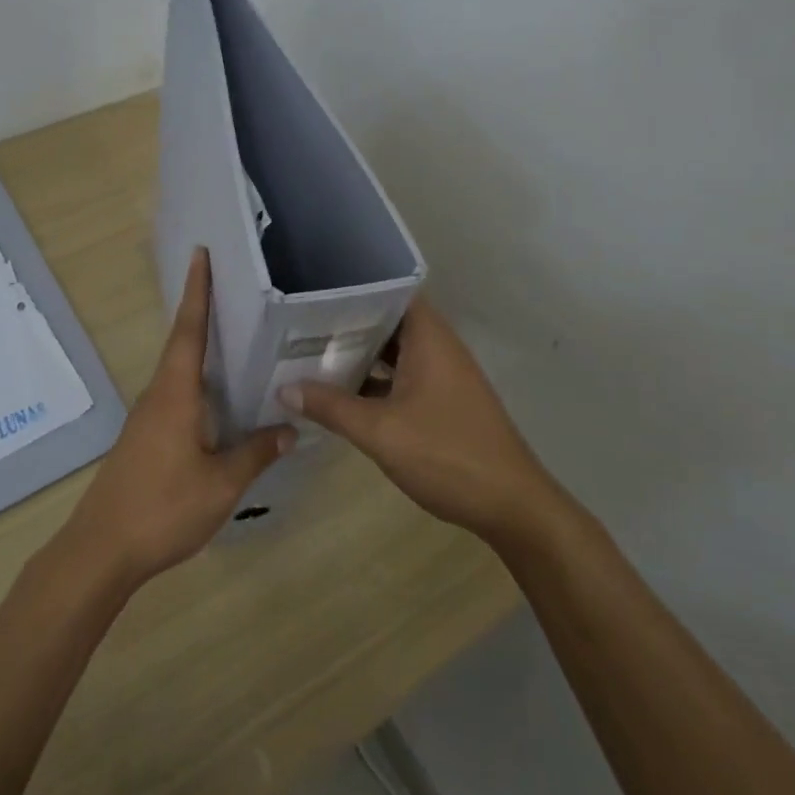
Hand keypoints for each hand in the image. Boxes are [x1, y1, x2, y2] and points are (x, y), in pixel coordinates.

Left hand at [59, 248, 291, 591]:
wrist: (101, 549)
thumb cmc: (163, 508)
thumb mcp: (221, 484)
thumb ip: (255, 453)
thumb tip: (289, 428)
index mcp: (175, 394)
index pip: (188, 330)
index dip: (197, 292)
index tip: (200, 255)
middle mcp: (157, 396)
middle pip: (182, 344)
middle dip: (202, 313)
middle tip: (232, 290)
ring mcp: (147, 418)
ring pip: (178, 373)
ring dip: (200, 350)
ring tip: (234, 338)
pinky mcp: (144, 439)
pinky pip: (176, 396)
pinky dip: (197, 384)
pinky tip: (218, 401)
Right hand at [279, 297, 562, 546]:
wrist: (511, 505)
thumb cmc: (447, 455)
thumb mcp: (380, 431)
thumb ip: (331, 407)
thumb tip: (284, 387)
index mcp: (429, 338)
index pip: (390, 292)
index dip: (354, 288)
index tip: (314, 291)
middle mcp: (438, 347)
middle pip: (389, 321)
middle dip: (348, 323)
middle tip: (301, 324)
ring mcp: (443, 375)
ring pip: (395, 351)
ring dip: (360, 354)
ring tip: (312, 353)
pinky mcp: (444, 401)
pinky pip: (403, 376)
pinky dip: (376, 380)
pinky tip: (343, 394)